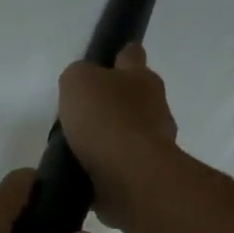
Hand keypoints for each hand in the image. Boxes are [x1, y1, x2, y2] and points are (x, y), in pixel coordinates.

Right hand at [57, 43, 179, 227]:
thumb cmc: (106, 120)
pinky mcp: (146, 176)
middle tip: (85, 114)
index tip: (104, 65)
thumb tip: (83, 87)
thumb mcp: (78, 82)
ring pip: (131, 134)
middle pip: (134, 98)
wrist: (130, 177)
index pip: (131, 55)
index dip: (118, 57)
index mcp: (141, 77)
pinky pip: (124, 167)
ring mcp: (155, 144)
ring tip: (81, 150)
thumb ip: (79, 77)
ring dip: (112, 140)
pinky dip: (109, 170)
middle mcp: (155, 107)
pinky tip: (88, 175)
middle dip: (115, 103)